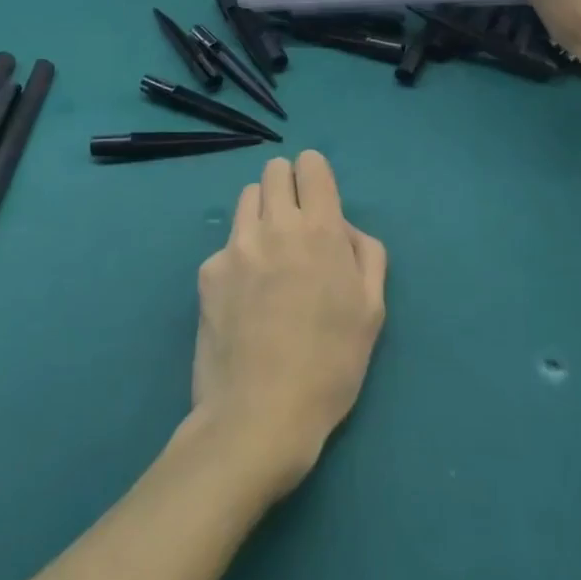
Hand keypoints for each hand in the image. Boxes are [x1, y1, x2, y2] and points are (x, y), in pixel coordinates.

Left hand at [191, 152, 386, 499]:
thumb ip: (365, 253)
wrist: (260, 415)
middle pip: (274, 170)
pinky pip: (227, 243)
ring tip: (269, 255)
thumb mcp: (372, 309)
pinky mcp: (207, 271)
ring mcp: (236, 246)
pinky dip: (239, 254)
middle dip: (287, 186)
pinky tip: (244, 296)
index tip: (318, 200)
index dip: (315, 176)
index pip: (310, 164)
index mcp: (320, 230)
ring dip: (261, 212)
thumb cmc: (330, 365)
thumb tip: (343, 229)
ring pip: (246, 198)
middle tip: (296, 226)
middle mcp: (275, 224)